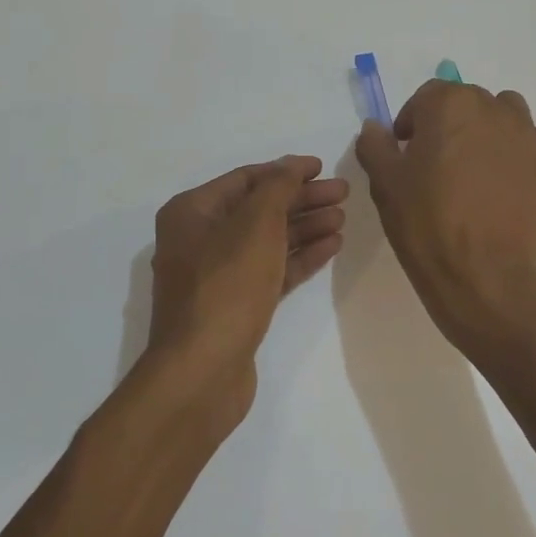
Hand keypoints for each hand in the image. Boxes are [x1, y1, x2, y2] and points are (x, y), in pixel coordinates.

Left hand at [144, 155, 347, 432]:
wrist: (202, 371)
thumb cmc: (226, 286)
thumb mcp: (256, 225)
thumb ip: (278, 187)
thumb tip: (293, 165)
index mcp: (192, 212)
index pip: (246, 179)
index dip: (286, 171)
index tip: (322, 167)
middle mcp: (199, 239)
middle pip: (259, 209)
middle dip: (301, 199)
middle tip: (343, 193)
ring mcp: (216, 275)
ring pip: (267, 240)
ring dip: (305, 227)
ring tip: (342, 218)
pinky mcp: (235, 305)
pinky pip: (270, 270)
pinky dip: (299, 257)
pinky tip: (331, 246)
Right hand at [355, 80, 535, 347]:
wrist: (480, 274)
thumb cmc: (425, 224)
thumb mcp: (385, 184)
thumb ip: (375, 146)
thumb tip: (375, 128)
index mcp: (448, 105)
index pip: (426, 97)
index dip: (412, 122)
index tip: (405, 153)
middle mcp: (491, 108)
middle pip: (466, 101)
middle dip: (448, 124)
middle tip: (436, 164)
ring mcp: (525, 134)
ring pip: (507, 110)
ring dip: (489, 126)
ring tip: (477, 163)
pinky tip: (520, 162)